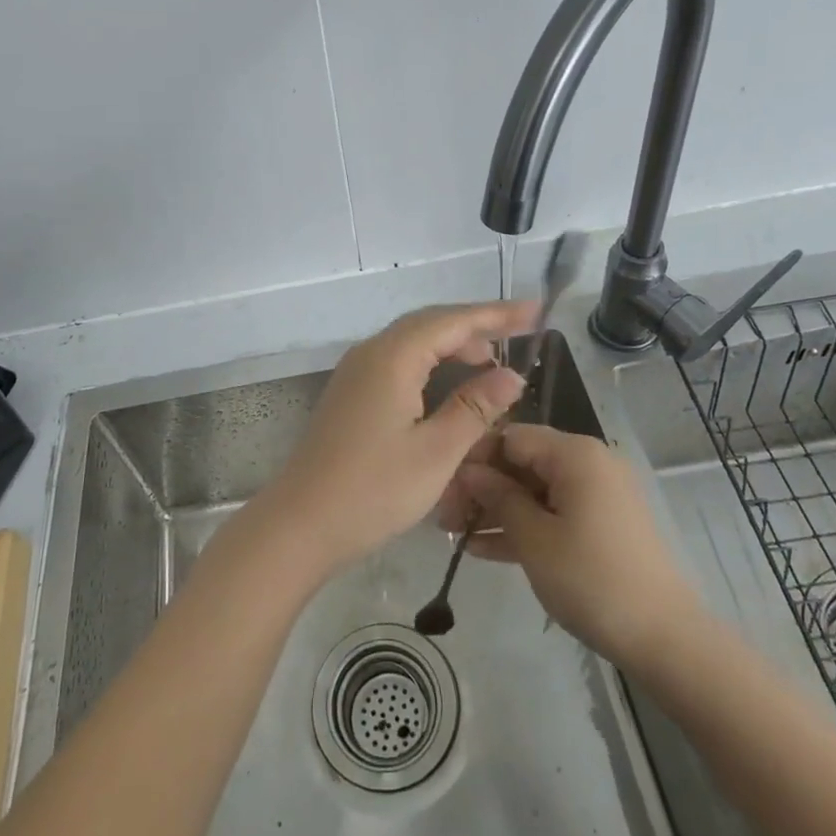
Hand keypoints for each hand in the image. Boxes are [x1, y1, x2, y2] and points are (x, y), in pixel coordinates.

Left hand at [257, 301, 535, 576]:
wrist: (301, 524)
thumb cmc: (374, 490)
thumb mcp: (437, 452)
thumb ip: (476, 407)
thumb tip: (511, 375)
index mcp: (392, 357)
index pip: (452, 321)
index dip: (496, 314)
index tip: (534, 311)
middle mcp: (371, 353)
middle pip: (430, 324)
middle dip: (476, 325)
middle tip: (519, 334)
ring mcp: (356, 372)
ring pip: (412, 341)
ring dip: (452, 345)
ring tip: (491, 362)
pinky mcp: (351, 393)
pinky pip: (398, 360)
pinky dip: (430, 362)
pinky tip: (448, 385)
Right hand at [445, 424, 700, 668]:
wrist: (664, 638)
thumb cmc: (592, 579)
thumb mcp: (534, 538)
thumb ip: (498, 498)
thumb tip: (470, 472)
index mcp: (575, 453)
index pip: (510, 436)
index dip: (473, 458)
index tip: (441, 486)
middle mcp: (588, 463)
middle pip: (522, 462)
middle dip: (482, 488)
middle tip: (443, 518)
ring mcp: (597, 494)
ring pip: (535, 490)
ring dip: (497, 510)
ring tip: (454, 536)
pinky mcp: (602, 523)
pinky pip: (554, 512)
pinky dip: (524, 526)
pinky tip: (483, 549)